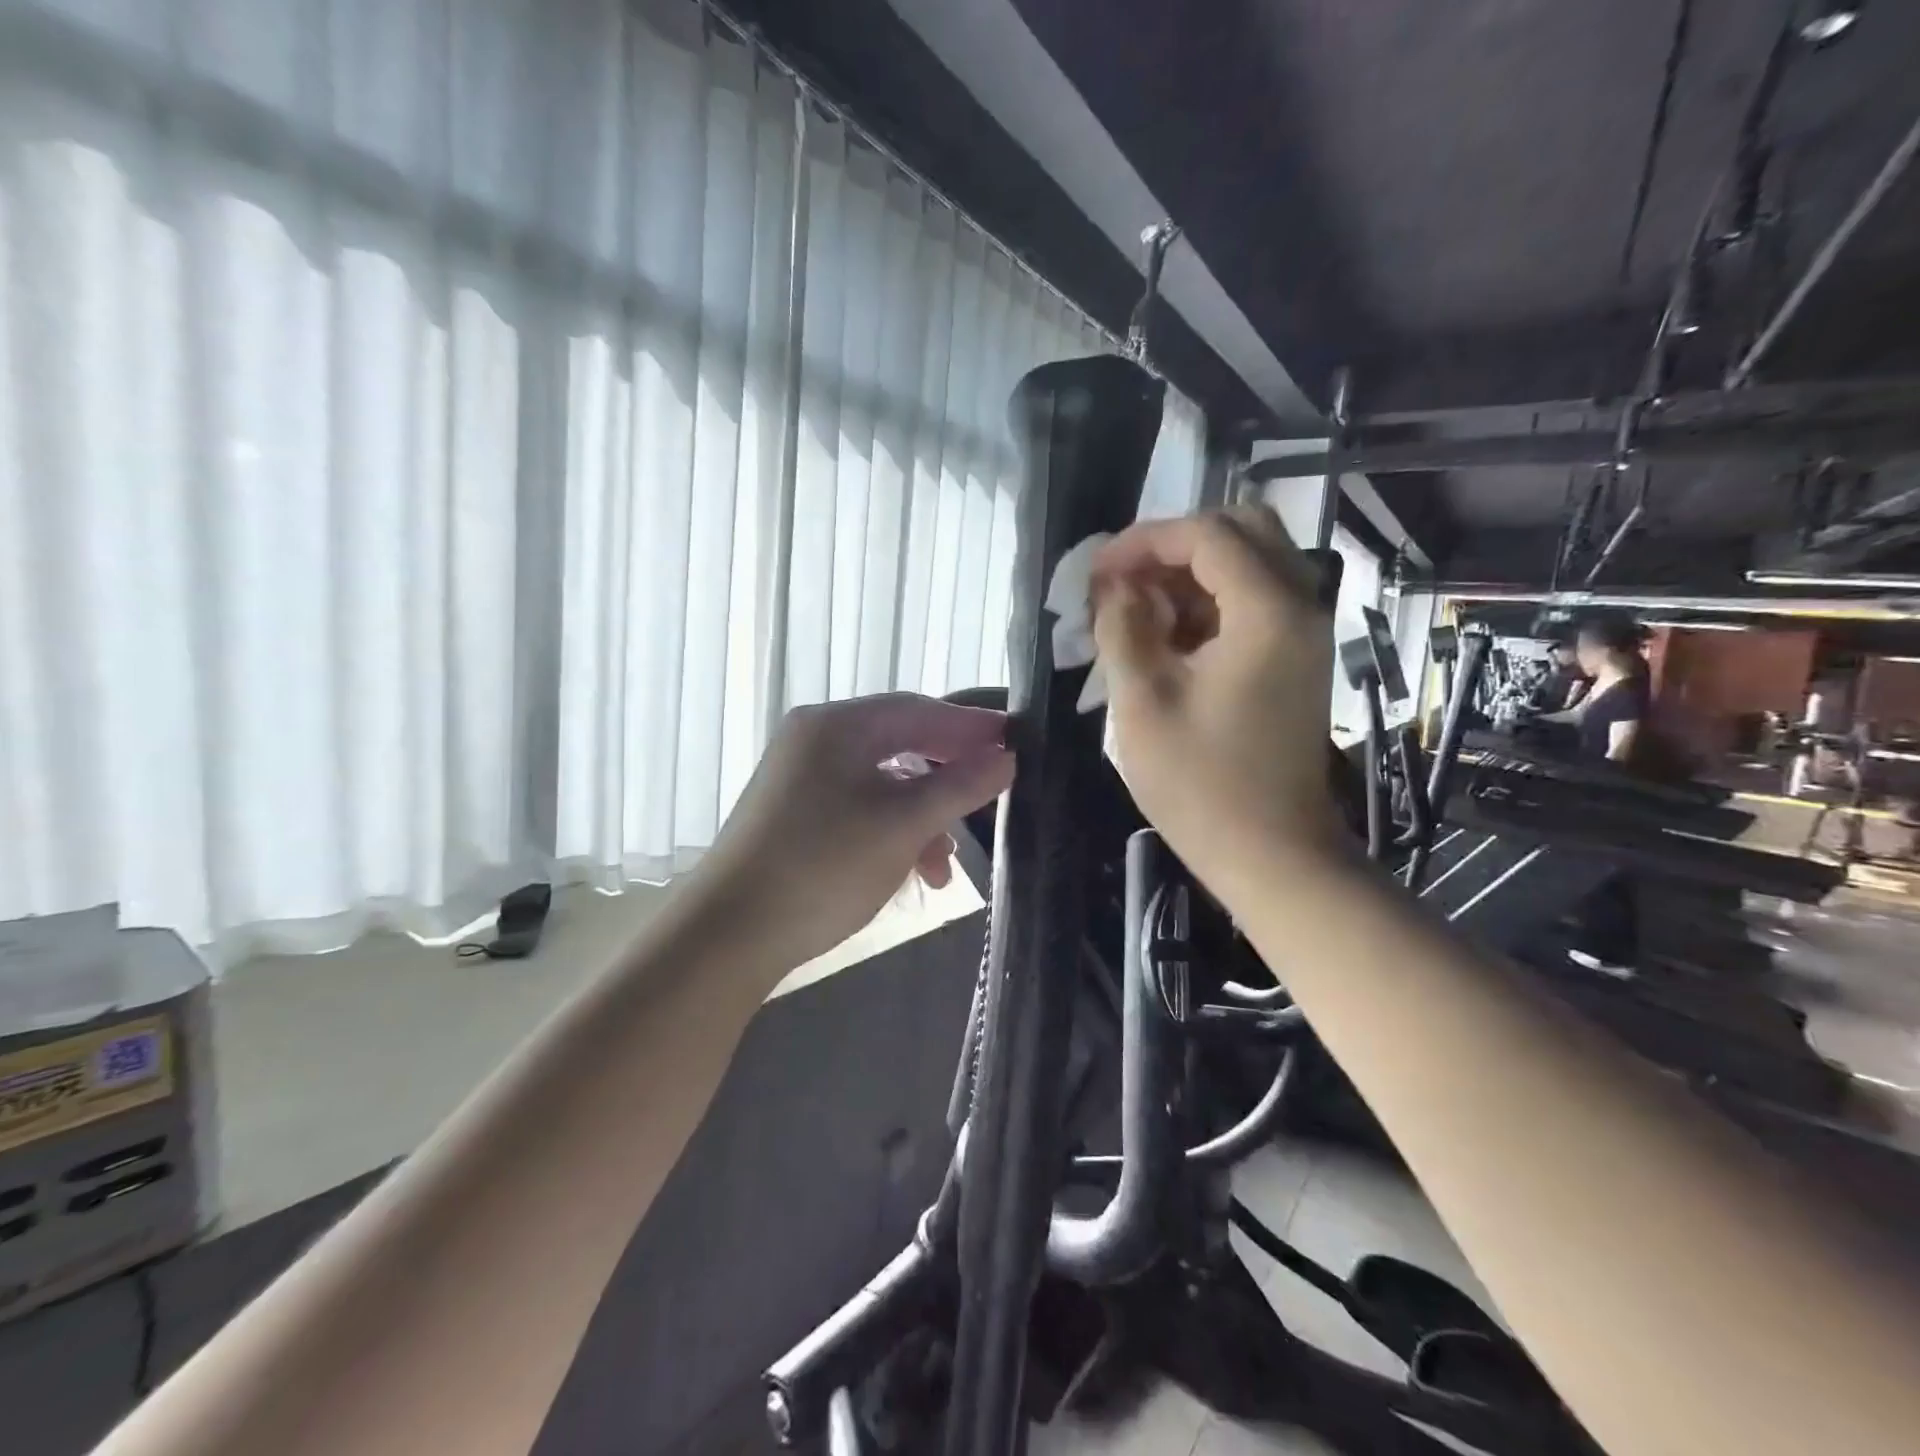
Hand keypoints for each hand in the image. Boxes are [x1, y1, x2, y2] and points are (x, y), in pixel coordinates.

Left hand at [693, 694, 1014, 967]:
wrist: (729, 935)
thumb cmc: (823, 867)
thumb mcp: (902, 825)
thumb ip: (959, 786)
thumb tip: (1006, 758)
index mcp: (837, 726)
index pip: (918, 710)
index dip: (970, 726)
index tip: (1015, 741)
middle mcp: (815, 740)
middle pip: (900, 744)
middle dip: (948, 777)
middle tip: (992, 793)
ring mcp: (801, 779)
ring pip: (882, 784)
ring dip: (922, 817)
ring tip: (946, 865)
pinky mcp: (796, 815)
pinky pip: (859, 809)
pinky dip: (892, 833)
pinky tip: (913, 872)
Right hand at [1091, 506, 1339, 890]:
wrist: (1272, 853)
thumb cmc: (1201, 784)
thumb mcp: (1143, 702)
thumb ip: (1122, 627)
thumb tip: (1112, 584)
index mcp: (1267, 611)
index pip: (1207, 534)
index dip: (1144, 540)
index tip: (1096, 573)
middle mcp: (1299, 606)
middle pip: (1241, 532)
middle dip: (1174, 546)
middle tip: (1124, 581)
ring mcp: (1303, 633)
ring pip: (1249, 565)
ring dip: (1189, 575)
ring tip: (1135, 612)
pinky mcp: (1295, 658)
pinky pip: (1253, 602)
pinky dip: (1208, 604)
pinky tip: (1166, 640)